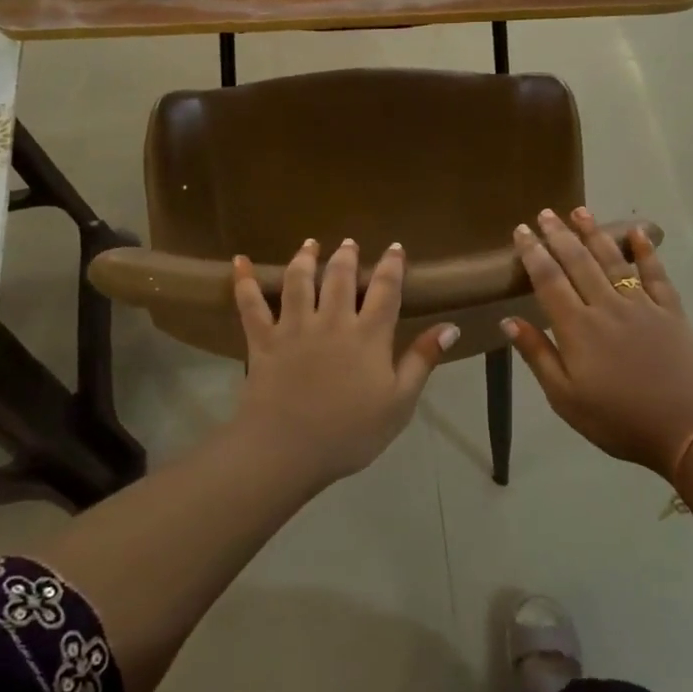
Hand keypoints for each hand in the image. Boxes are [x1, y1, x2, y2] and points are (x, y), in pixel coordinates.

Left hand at [231, 239, 456, 486]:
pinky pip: (251, 305)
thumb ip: (422, 361)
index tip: (395, 248)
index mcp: (368, 335)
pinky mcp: (263, 340)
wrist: (287, 449)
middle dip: (347, 256)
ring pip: (299, 281)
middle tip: (349, 242)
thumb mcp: (399, 403)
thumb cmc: (350, 432)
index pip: (385, 290)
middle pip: (340, 277)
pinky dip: (244, 281)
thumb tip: (450, 327)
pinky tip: (241, 261)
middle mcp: (332, 321)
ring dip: (305, 258)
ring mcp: (294, 327)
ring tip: (310, 244)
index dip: (392, 266)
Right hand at [504, 208, 692, 478]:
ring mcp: (641, 305)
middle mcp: (606, 306)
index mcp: (576, 328)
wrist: (687, 428)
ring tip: (580, 211)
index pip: (548, 280)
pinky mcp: (670, 311)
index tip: (522, 231)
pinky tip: (637, 233)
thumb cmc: (617, 419)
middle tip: (545, 212)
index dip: (533, 253)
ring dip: (594, 234)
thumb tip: (509, 320)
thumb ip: (537, 355)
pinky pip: (656, 274)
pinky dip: (646, 252)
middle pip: (578, 262)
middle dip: (559, 235)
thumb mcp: (564, 398)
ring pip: (613, 261)